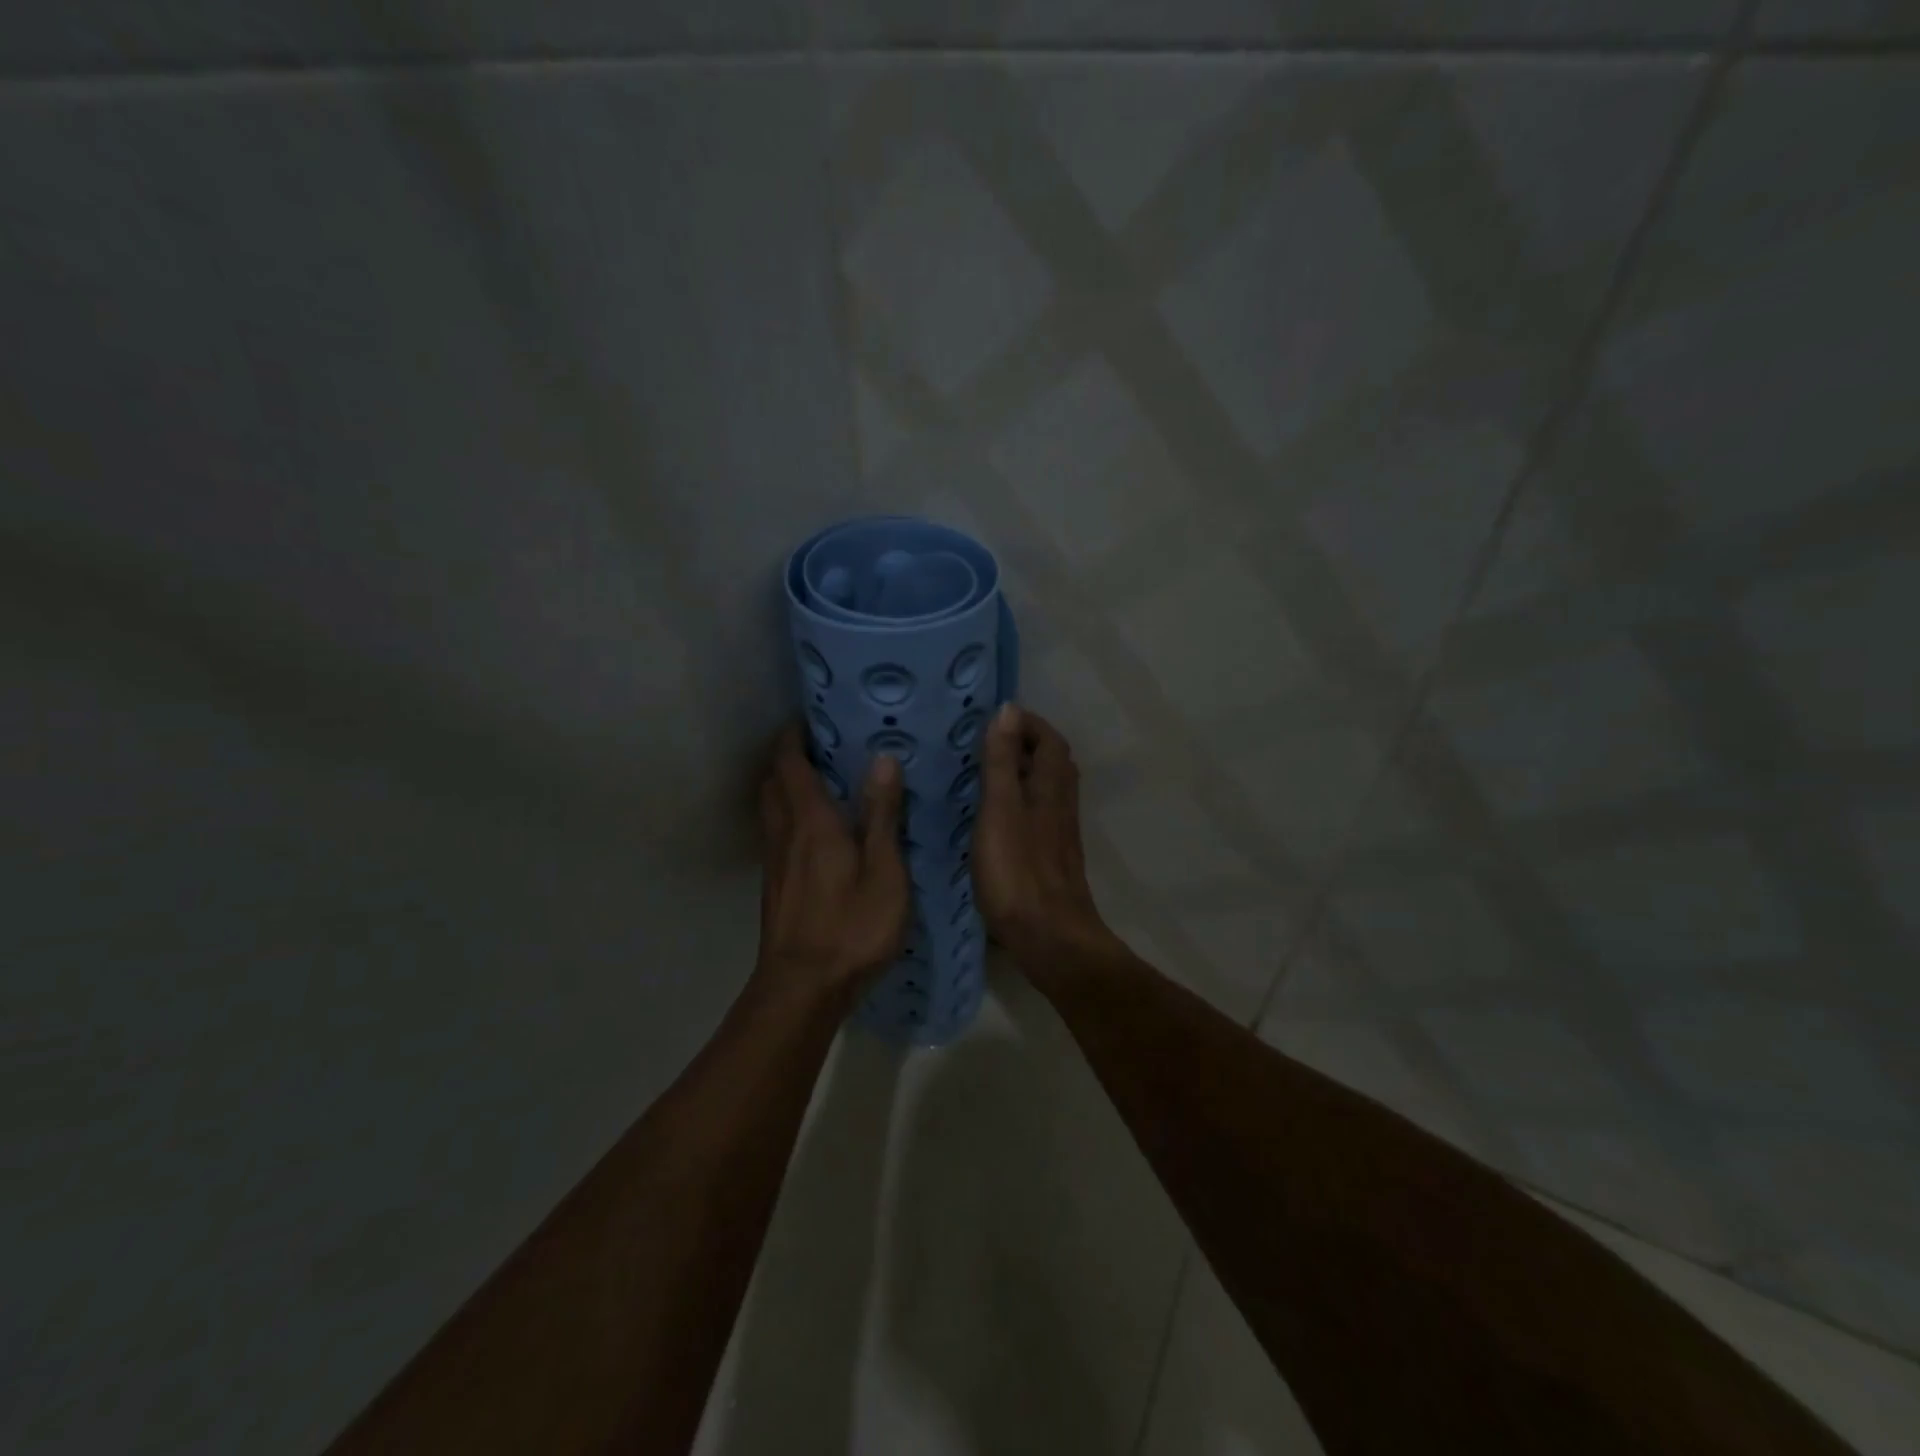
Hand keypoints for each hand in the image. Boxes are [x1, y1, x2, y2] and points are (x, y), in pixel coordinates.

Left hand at [756, 722, 909, 999]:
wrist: (802, 989)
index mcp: (812, 822)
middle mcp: (784, 834)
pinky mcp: (774, 887)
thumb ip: (882, 815)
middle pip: (772, 782)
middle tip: (820, 749)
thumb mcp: (884, 871)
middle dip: (787, 759)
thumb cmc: (852, 927)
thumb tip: (882, 758)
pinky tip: (815, 835)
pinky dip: (788, 818)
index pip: (790, 764)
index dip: (795, 737)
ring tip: (818, 784)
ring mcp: (774, 863)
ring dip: (785, 788)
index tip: (811, 719)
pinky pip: (775, 835)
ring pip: (770, 810)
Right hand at [975, 705, 1119, 970]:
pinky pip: (1039, 815)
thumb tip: (1009, 709)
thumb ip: (1002, 761)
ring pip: (1047, 790)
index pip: (1050, 740)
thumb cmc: (1018, 871)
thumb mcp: (1000, 809)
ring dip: (1024, 774)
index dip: (1028, 724)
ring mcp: (1059, 835)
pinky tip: (997, 818)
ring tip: (988, 774)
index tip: (997, 718)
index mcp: (1051, 788)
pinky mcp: (1051, 859)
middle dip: (1027, 745)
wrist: (1049, 936)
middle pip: (1053, 763)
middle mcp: (1061, 805)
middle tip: (989, 743)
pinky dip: (1021, 802)